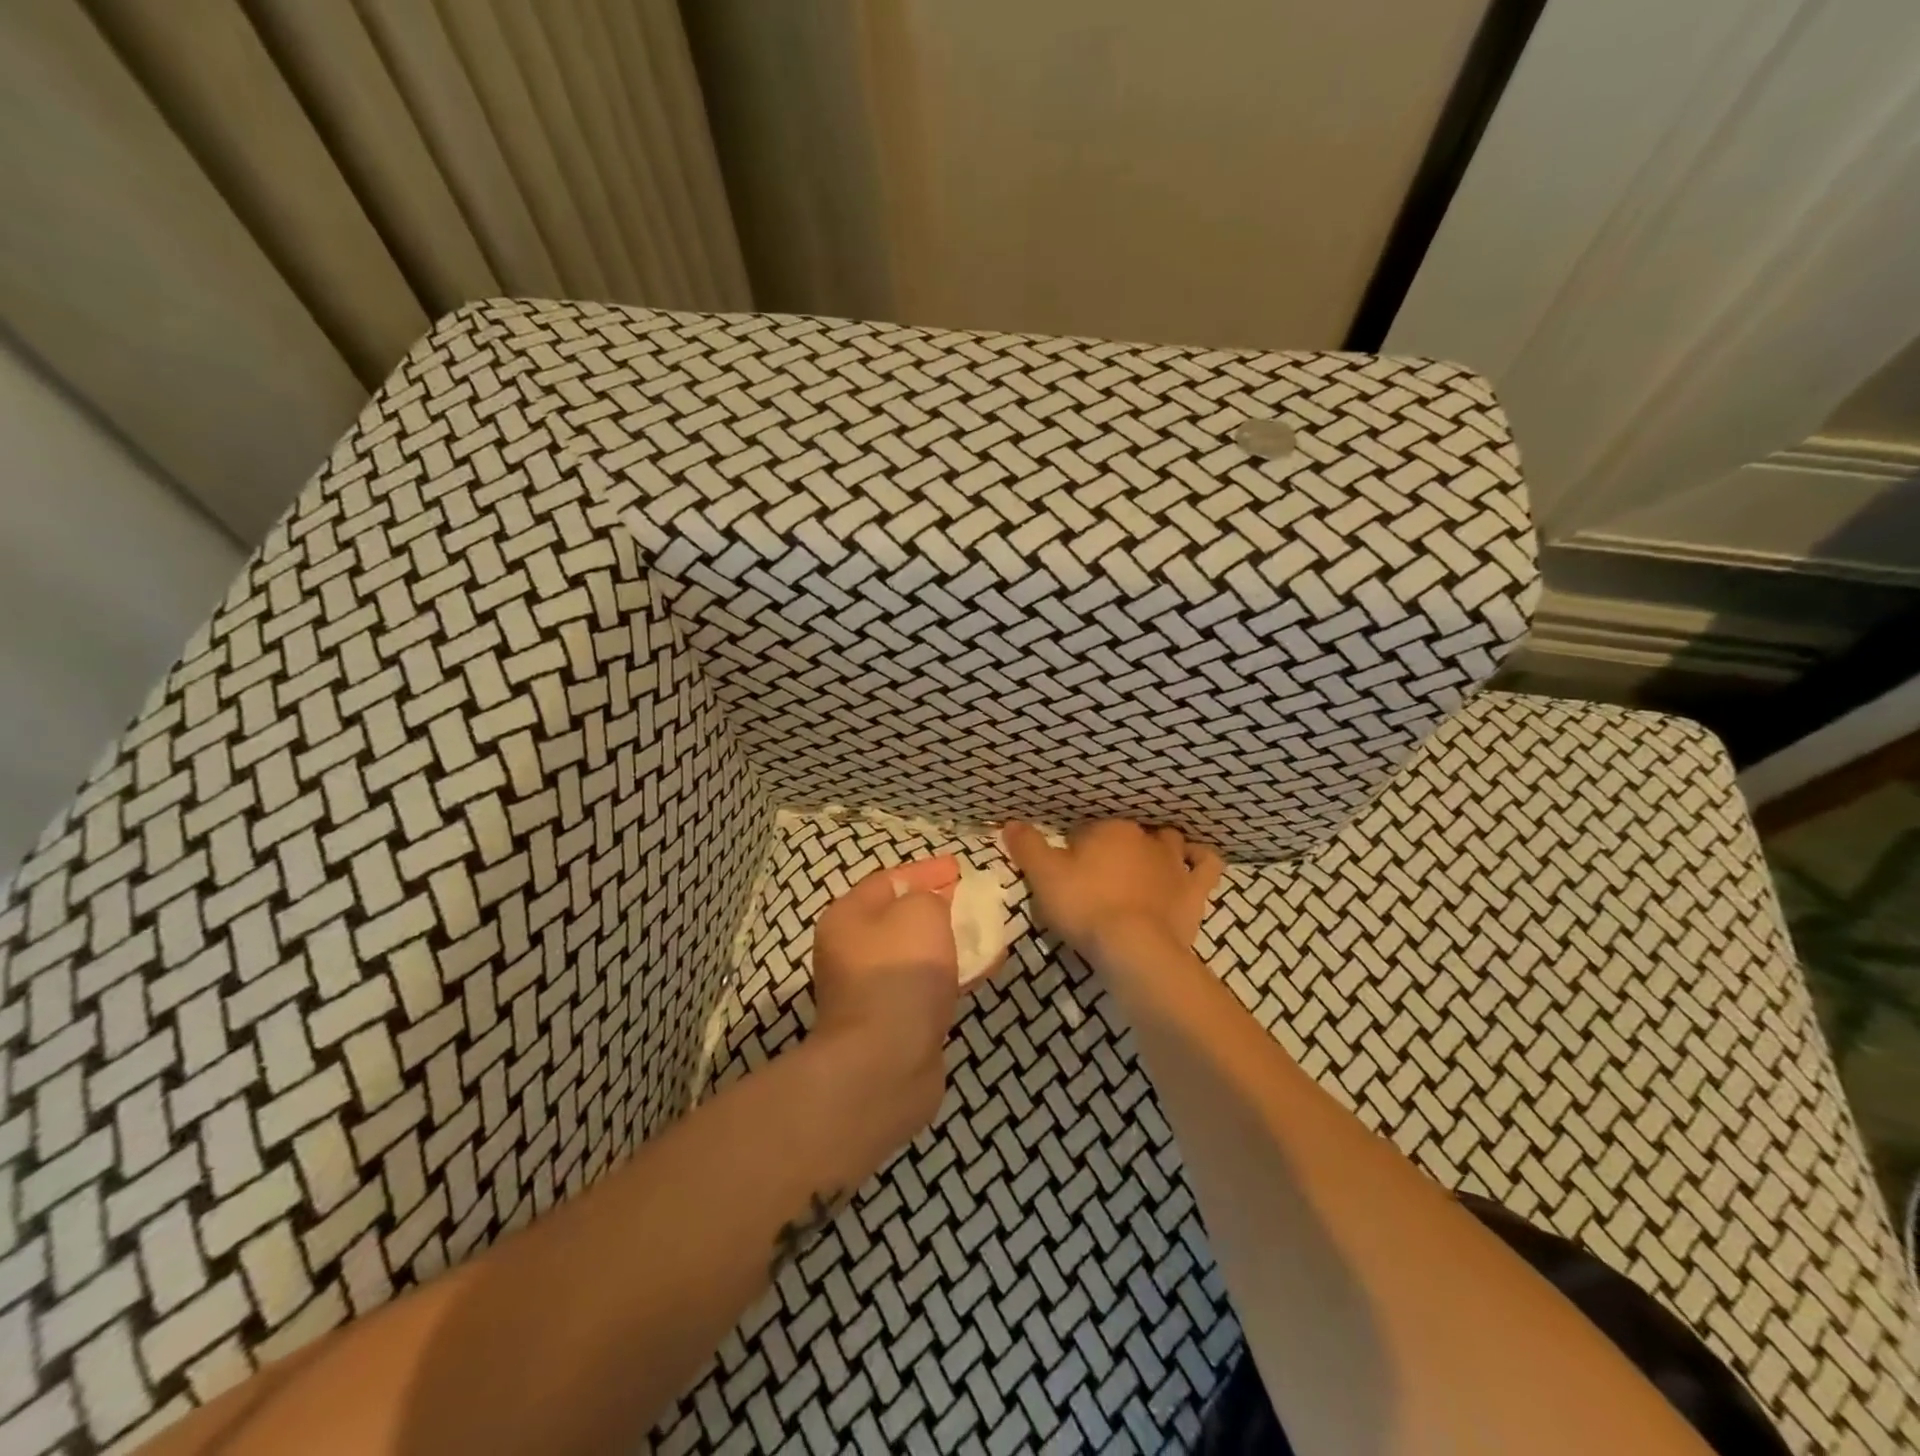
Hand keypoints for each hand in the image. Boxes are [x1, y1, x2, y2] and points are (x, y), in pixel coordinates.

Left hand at [809, 857, 963, 1146]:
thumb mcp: (920, 912)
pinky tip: (982, 970)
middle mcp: (851, 951)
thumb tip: (934, 904)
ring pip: (916, 953)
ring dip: (949, 941)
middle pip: (901, 917)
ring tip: (986, 933)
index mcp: (847, 917)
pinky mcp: (893, 1022)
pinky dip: (952, 973)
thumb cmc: (899, 973)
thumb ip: (931, 896)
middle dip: (939, 907)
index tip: (961, 867)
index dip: (926, 870)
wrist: (885, 1063)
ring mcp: (870, 990)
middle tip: (974, 900)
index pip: (889, 880)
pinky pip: (926, 985)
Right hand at [1002, 820, 1222, 963]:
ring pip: (1169, 840)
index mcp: (1108, 829)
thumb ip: (1027, 847)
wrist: (1134, 948)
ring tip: (1145, 860)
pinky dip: (1201, 858)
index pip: (1088, 829)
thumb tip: (1011, 823)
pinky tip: (1194, 860)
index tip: (1068, 868)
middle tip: (1101, 869)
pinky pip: (1206, 863)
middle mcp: (1144, 838)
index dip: (1076, 847)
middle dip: (1116, 844)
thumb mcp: (1043, 876)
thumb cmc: (1085, 906)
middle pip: (1128, 832)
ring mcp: (1174, 863)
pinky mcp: (1195, 889)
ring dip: (1159, 845)